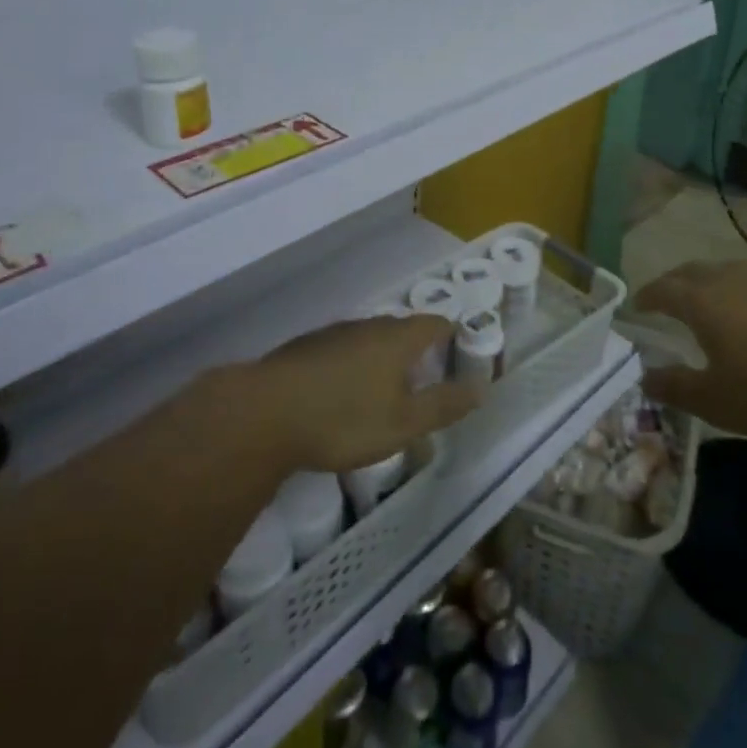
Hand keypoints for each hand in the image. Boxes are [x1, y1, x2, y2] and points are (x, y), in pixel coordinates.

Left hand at [250, 314, 480, 472]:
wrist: (264, 413)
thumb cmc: (344, 418)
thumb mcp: (403, 423)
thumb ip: (443, 405)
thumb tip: (482, 388)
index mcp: (398, 338)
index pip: (437, 324)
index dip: (453, 338)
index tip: (461, 360)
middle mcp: (369, 325)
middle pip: (403, 330)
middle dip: (418, 352)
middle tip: (425, 382)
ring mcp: (334, 333)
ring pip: (370, 339)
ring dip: (383, 360)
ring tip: (385, 392)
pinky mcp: (306, 348)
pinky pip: (343, 351)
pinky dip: (353, 367)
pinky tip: (342, 396)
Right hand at [634, 260, 746, 439]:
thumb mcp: (716, 401)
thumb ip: (676, 388)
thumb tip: (645, 377)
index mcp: (702, 302)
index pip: (663, 290)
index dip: (646, 297)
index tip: (637, 307)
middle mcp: (730, 278)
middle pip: (691, 271)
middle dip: (673, 282)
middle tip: (666, 298)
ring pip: (727, 271)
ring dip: (710, 283)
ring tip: (711, 303)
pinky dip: (745, 292)